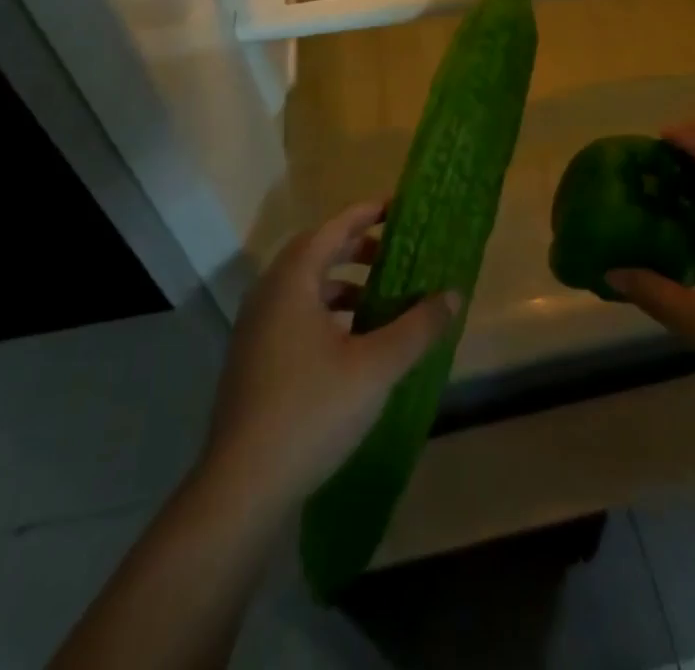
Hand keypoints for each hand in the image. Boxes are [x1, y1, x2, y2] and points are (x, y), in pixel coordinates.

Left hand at [200, 200, 457, 510]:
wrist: (241, 488)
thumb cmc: (311, 412)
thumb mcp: (376, 367)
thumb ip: (417, 327)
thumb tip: (453, 294)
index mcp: (292, 282)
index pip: (332, 228)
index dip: (365, 213)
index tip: (396, 206)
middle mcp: (268, 295)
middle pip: (314, 253)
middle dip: (355, 247)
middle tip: (394, 250)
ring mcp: (255, 329)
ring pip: (303, 287)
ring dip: (341, 282)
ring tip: (378, 298)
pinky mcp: (252, 360)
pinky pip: (293, 314)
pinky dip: (325, 311)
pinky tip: (351, 342)